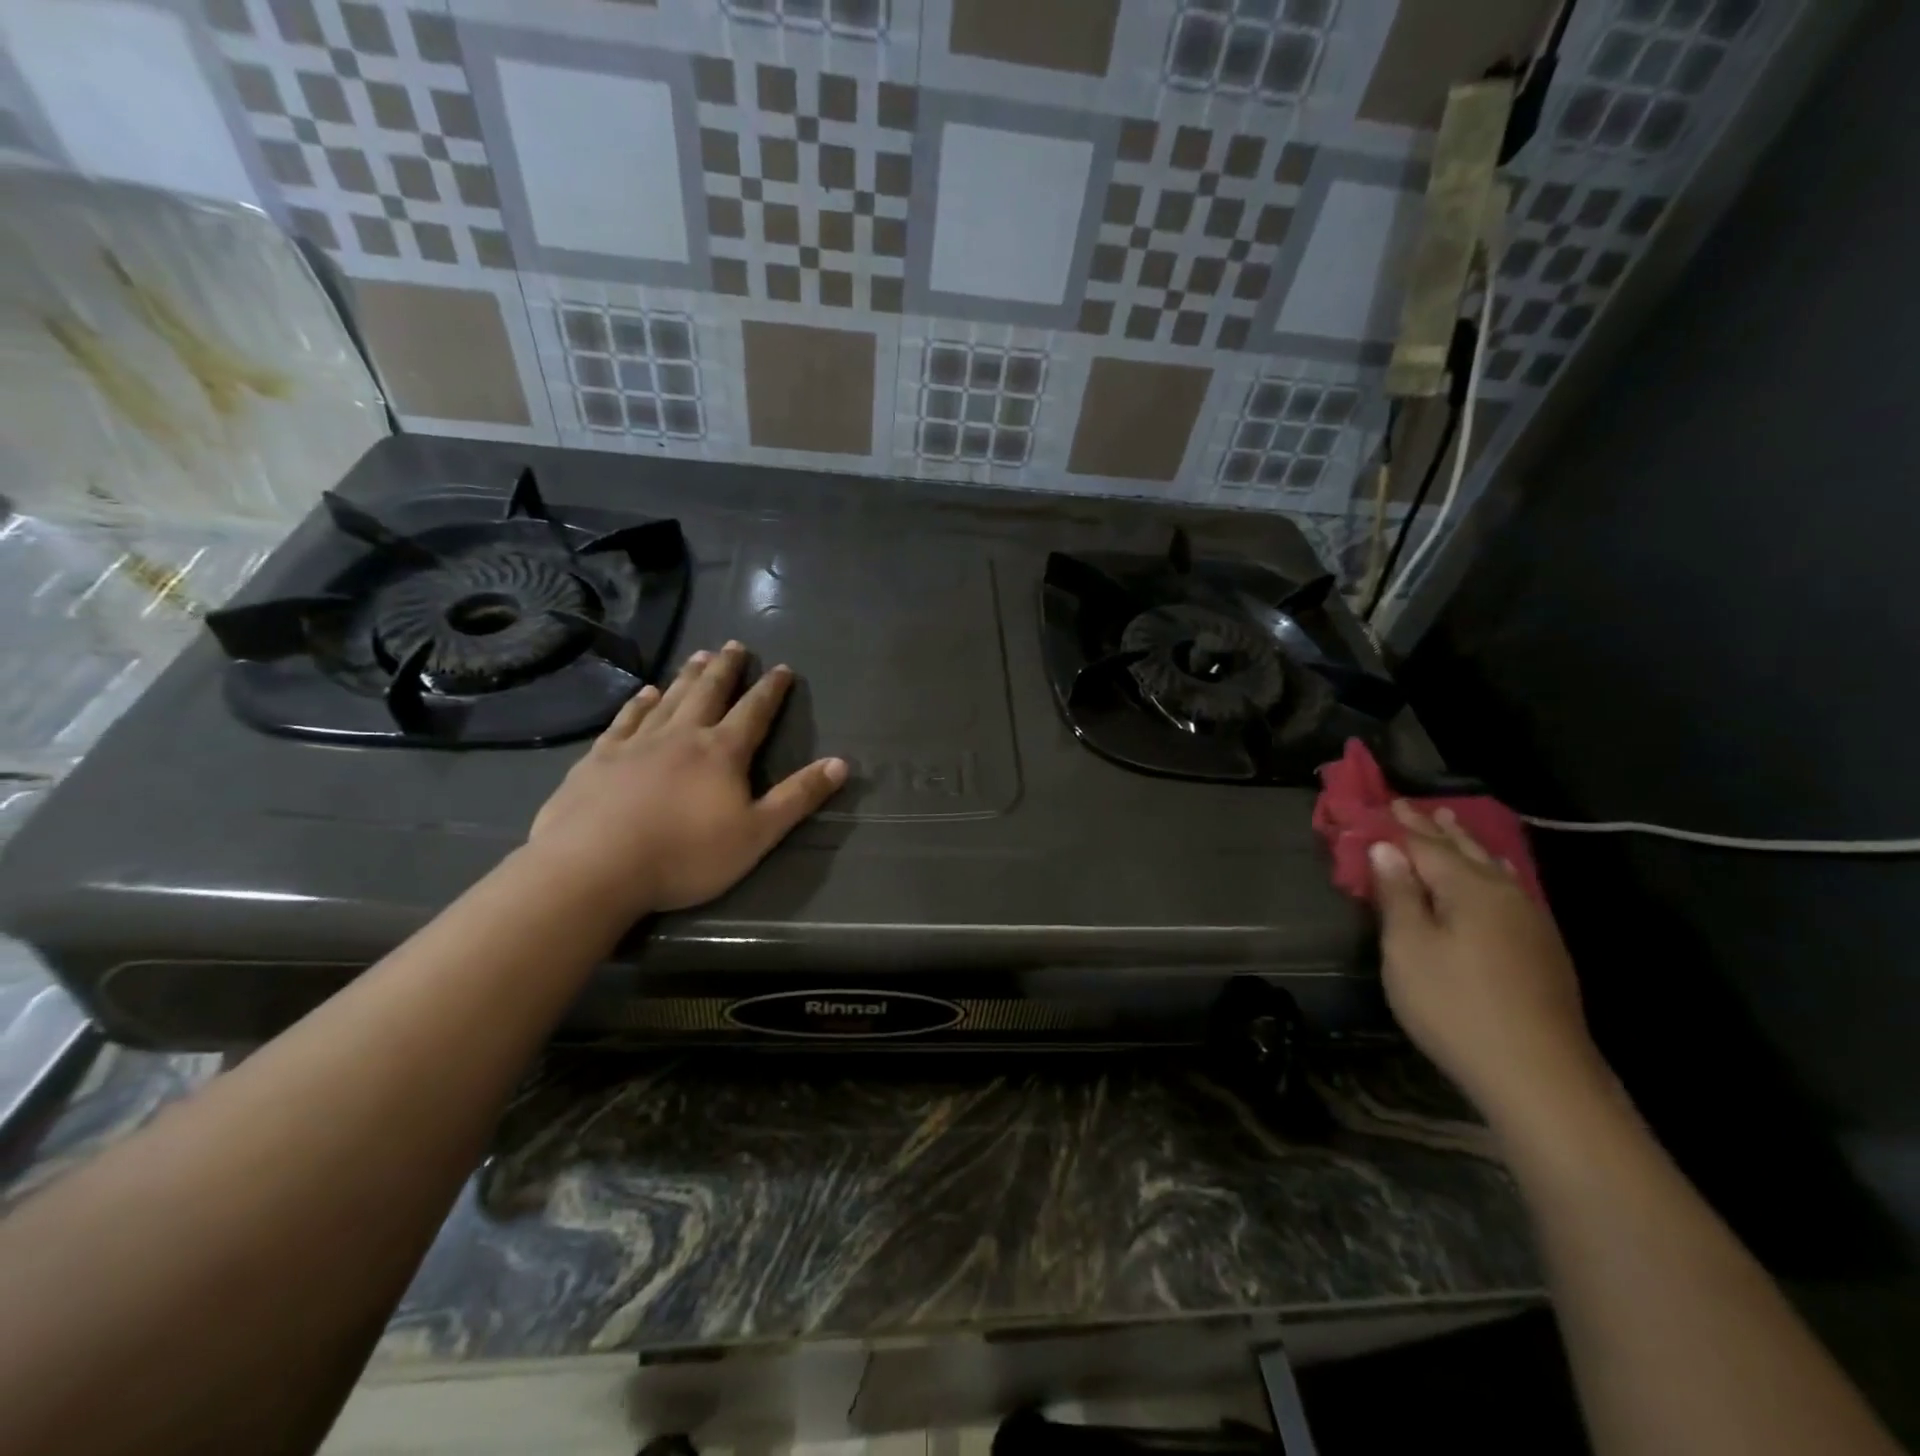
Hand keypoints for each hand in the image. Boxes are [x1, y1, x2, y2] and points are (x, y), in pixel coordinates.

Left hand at [527, 642, 846, 918]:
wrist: (595, 866)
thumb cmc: (685, 855)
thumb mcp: (757, 833)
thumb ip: (798, 797)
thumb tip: (841, 764)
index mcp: (722, 753)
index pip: (754, 712)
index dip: (771, 690)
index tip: (782, 668)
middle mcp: (682, 736)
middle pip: (709, 693)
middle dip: (726, 669)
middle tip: (735, 645)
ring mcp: (637, 743)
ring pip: (669, 698)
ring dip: (687, 676)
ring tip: (699, 655)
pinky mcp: (600, 758)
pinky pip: (626, 719)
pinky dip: (639, 702)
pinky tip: (644, 692)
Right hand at [1370, 801, 1607, 1136]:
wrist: (1540, 1076)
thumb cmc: (1455, 1006)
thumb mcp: (1408, 948)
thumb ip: (1398, 894)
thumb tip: (1385, 848)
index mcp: (1469, 888)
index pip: (1424, 844)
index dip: (1398, 825)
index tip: (1380, 802)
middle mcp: (1504, 893)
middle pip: (1463, 850)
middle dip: (1434, 828)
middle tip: (1411, 804)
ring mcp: (1530, 921)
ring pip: (1491, 867)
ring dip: (1466, 844)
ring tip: (1451, 824)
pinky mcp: (1542, 948)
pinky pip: (1508, 888)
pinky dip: (1489, 870)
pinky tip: (1494, 875)